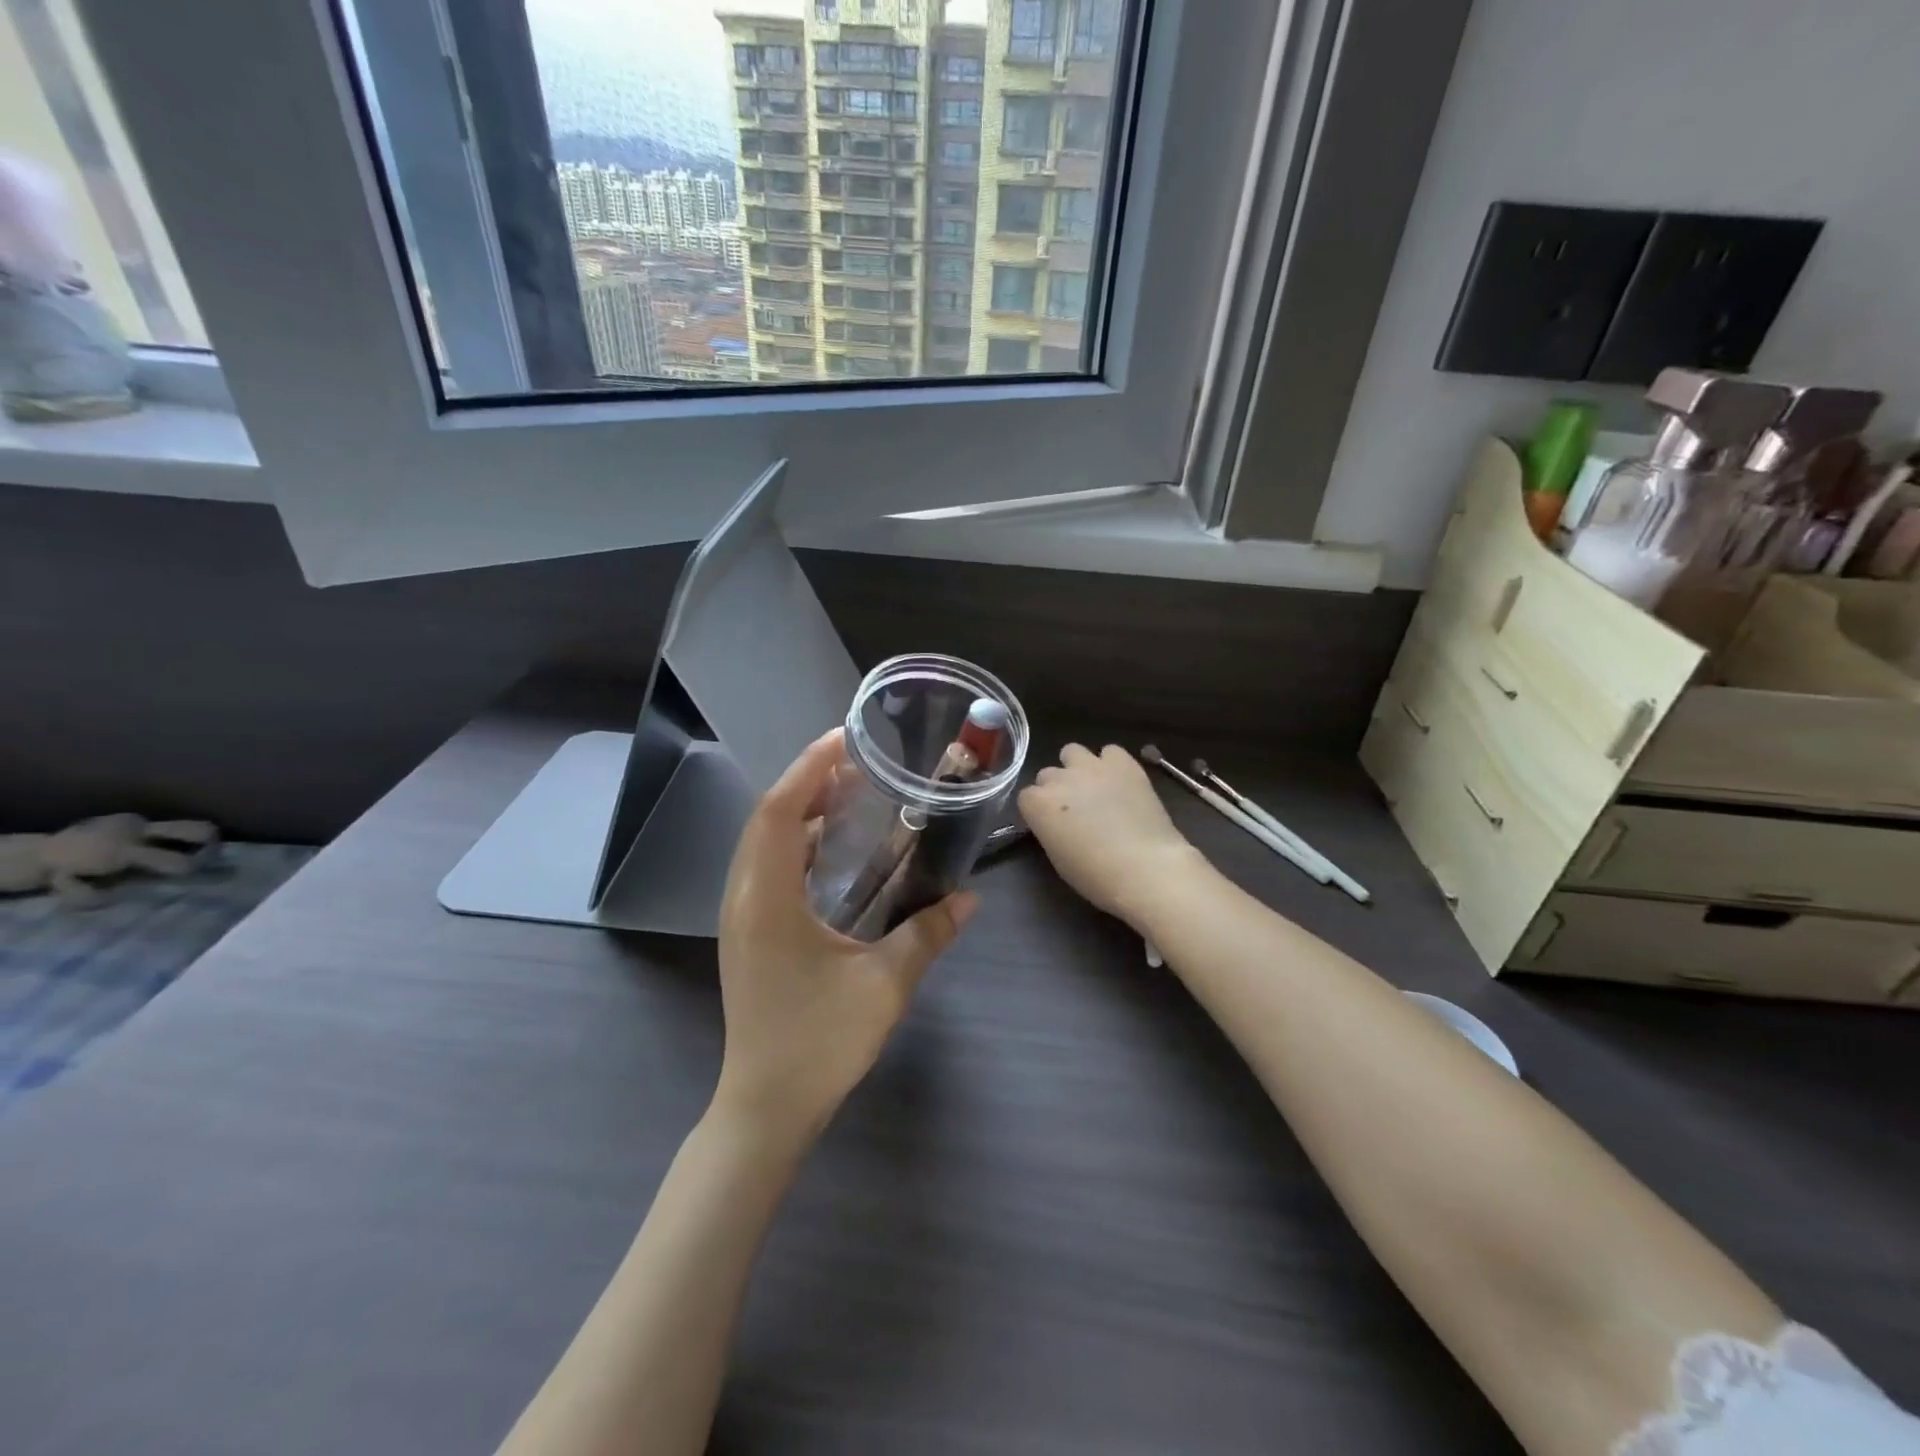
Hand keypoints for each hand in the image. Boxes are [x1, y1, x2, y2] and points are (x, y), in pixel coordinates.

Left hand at [714, 729, 976, 1149]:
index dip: (807, 769)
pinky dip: (793, 843)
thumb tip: (970, 898)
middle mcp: (743, 898)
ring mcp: (740, 918)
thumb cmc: (818, 1043)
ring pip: (761, 843)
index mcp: (766, 900)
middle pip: (765, 819)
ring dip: (797, 811)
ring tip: (845, 793)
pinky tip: (828, 850)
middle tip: (854, 761)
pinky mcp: (747, 934)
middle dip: (805, 782)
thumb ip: (927, 934)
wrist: (764, 1108)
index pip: (778, 812)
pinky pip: (765, 868)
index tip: (843, 739)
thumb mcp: (884, 985)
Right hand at [1017, 744, 1200, 927]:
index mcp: (1038, 804)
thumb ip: (1050, 829)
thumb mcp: (1058, 857)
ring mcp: (1091, 766)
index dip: (1039, 811)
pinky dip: (1112, 763)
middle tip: (1075, 809)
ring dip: (1077, 767)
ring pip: (1072, 752)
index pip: (1026, 797)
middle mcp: (1059, 778)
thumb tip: (1057, 822)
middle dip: (1057, 789)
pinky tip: (1120, 781)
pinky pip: (1110, 751)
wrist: (1145, 867)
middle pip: (1047, 774)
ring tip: (1094, 787)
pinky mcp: (1123, 763)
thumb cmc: (1096, 875)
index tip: (1051, 824)